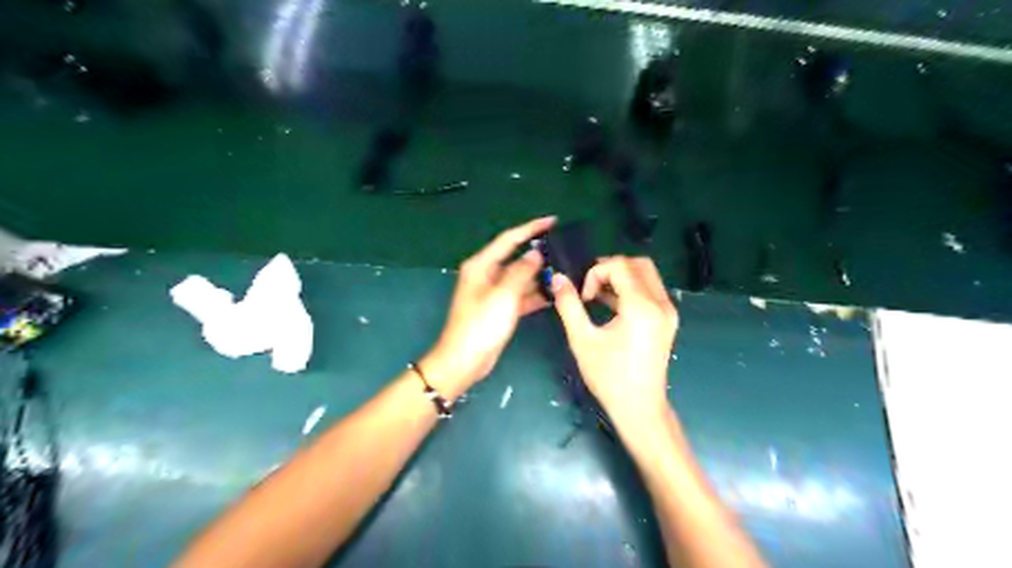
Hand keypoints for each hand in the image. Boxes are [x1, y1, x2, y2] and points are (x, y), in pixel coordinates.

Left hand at [424, 218, 556, 399]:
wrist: (464, 361)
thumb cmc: (481, 325)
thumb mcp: (503, 295)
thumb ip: (521, 271)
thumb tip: (535, 253)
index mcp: (481, 265)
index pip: (509, 239)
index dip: (531, 228)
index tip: (553, 221)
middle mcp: (487, 275)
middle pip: (516, 257)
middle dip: (538, 253)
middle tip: (564, 248)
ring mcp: (494, 293)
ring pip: (521, 278)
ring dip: (539, 275)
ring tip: (565, 270)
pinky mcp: (500, 309)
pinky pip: (521, 296)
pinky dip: (535, 294)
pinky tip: (555, 294)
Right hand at [551, 256, 673, 424]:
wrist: (639, 408)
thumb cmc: (609, 377)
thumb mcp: (582, 339)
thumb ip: (569, 305)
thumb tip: (558, 278)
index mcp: (642, 307)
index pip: (620, 265)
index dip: (596, 273)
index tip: (584, 297)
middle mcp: (661, 303)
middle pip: (638, 263)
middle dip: (610, 269)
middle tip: (590, 287)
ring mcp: (668, 311)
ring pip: (647, 275)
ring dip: (621, 278)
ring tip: (597, 296)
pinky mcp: (667, 320)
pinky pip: (650, 291)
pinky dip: (631, 289)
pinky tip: (610, 305)